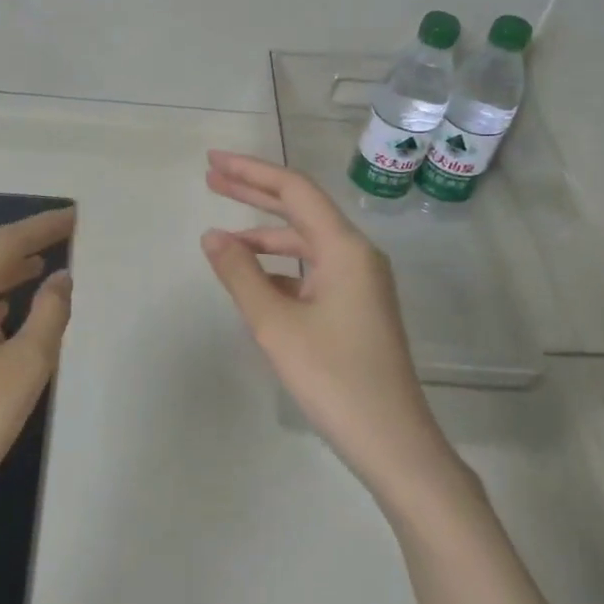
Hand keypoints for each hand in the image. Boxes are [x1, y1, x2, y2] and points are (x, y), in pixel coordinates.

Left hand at [0, 206, 74, 548]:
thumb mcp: (27, 366)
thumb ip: (50, 314)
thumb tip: (60, 277)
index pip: (7, 241)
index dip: (42, 227)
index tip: (74, 216)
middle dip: (24, 243)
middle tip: (62, 236)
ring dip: (6, 269)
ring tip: (42, 268)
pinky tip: (6, 310)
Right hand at [202, 152, 454, 499]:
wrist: (393, 442)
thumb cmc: (333, 378)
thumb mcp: (276, 324)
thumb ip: (241, 274)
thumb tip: (213, 236)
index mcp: (344, 248)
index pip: (294, 190)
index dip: (250, 171)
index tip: (213, 162)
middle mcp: (356, 255)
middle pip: (300, 209)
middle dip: (254, 192)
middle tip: (211, 178)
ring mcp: (360, 282)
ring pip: (306, 244)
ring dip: (265, 235)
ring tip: (221, 237)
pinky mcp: (357, 307)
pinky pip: (313, 272)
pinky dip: (280, 268)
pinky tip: (254, 280)